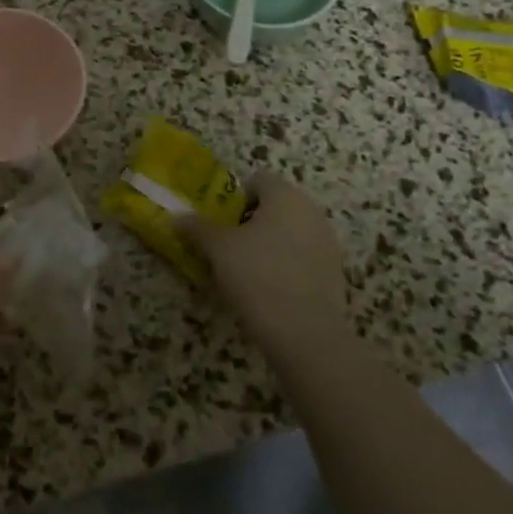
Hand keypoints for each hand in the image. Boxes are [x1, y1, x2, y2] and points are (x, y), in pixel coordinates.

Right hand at [183, 171, 348, 353]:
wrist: (306, 334)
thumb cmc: (258, 276)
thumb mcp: (218, 249)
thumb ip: (198, 227)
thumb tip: (178, 216)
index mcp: (285, 195)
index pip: (256, 180)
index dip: (234, 197)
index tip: (219, 220)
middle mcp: (311, 211)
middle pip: (274, 206)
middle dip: (250, 221)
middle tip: (226, 245)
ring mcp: (327, 242)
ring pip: (289, 232)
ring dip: (268, 244)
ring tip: (245, 270)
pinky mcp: (334, 273)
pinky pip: (302, 257)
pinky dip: (285, 265)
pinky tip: (268, 289)